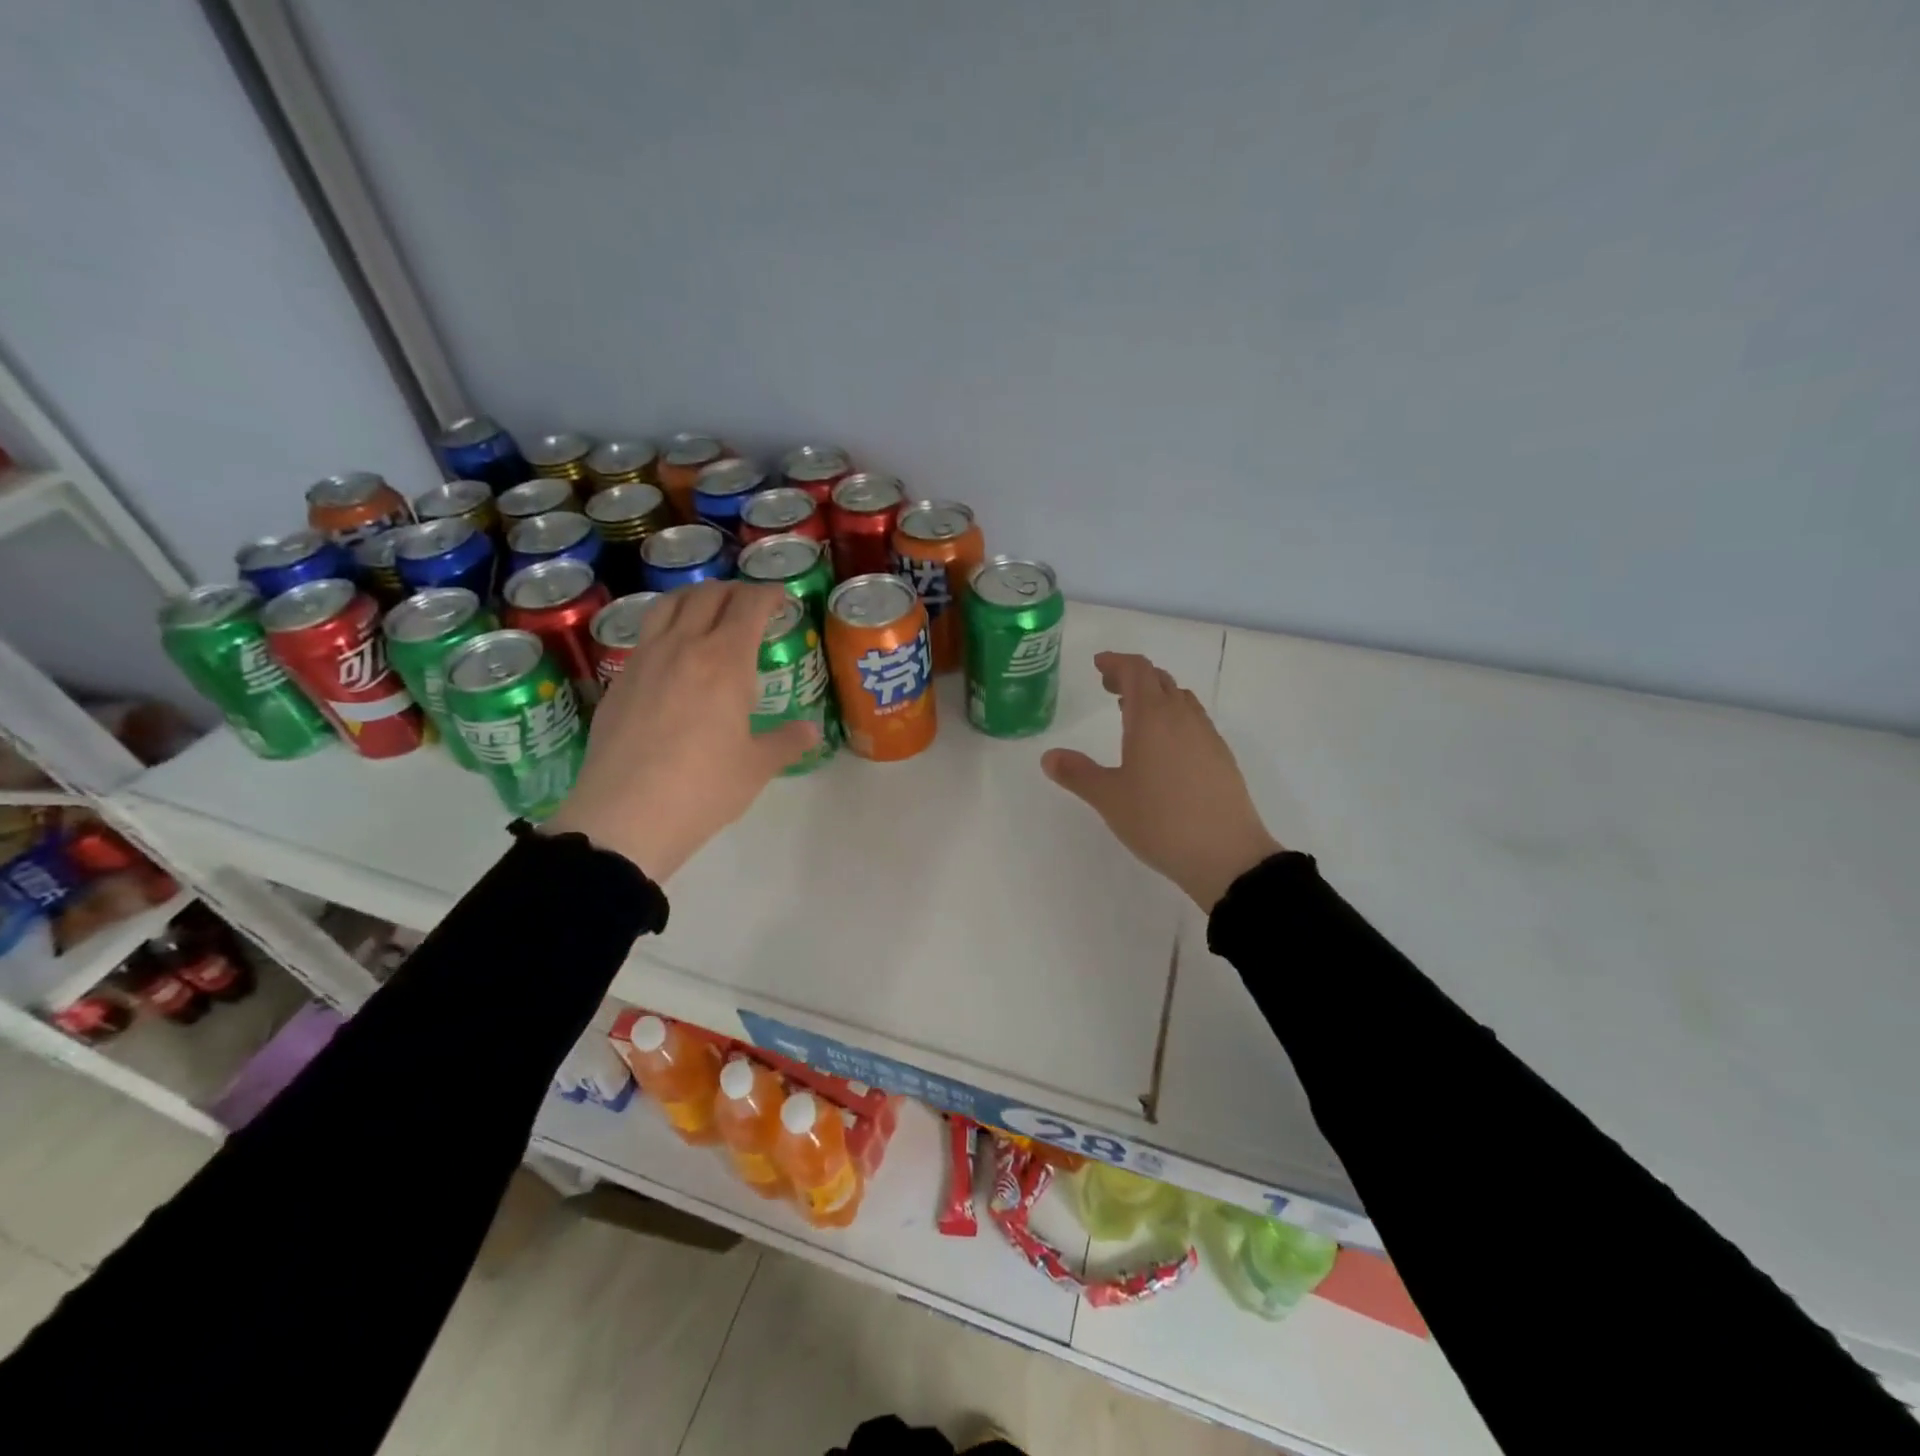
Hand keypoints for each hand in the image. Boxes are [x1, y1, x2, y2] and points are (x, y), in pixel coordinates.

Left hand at [545, 581, 817, 880]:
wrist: (625, 816)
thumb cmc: (703, 789)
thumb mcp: (756, 767)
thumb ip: (786, 742)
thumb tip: (810, 730)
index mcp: (725, 661)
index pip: (749, 606)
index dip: (769, 595)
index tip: (782, 600)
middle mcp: (683, 647)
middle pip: (708, 595)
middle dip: (734, 591)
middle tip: (751, 604)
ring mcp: (644, 660)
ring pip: (669, 605)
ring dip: (695, 598)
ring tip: (708, 612)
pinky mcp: (619, 680)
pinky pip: (646, 634)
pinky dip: (667, 626)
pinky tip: (674, 654)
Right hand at [1042, 652, 1282, 910]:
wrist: (1226, 855)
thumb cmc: (1160, 821)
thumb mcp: (1109, 798)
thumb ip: (1077, 773)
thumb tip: (1049, 756)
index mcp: (1152, 717)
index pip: (1136, 671)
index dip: (1116, 662)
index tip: (1098, 665)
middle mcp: (1182, 717)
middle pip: (1159, 680)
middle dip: (1133, 677)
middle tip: (1109, 689)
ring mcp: (1207, 736)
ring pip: (1180, 699)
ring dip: (1155, 696)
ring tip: (1133, 716)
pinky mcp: (1221, 758)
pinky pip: (1194, 721)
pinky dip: (1173, 718)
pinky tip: (1164, 748)